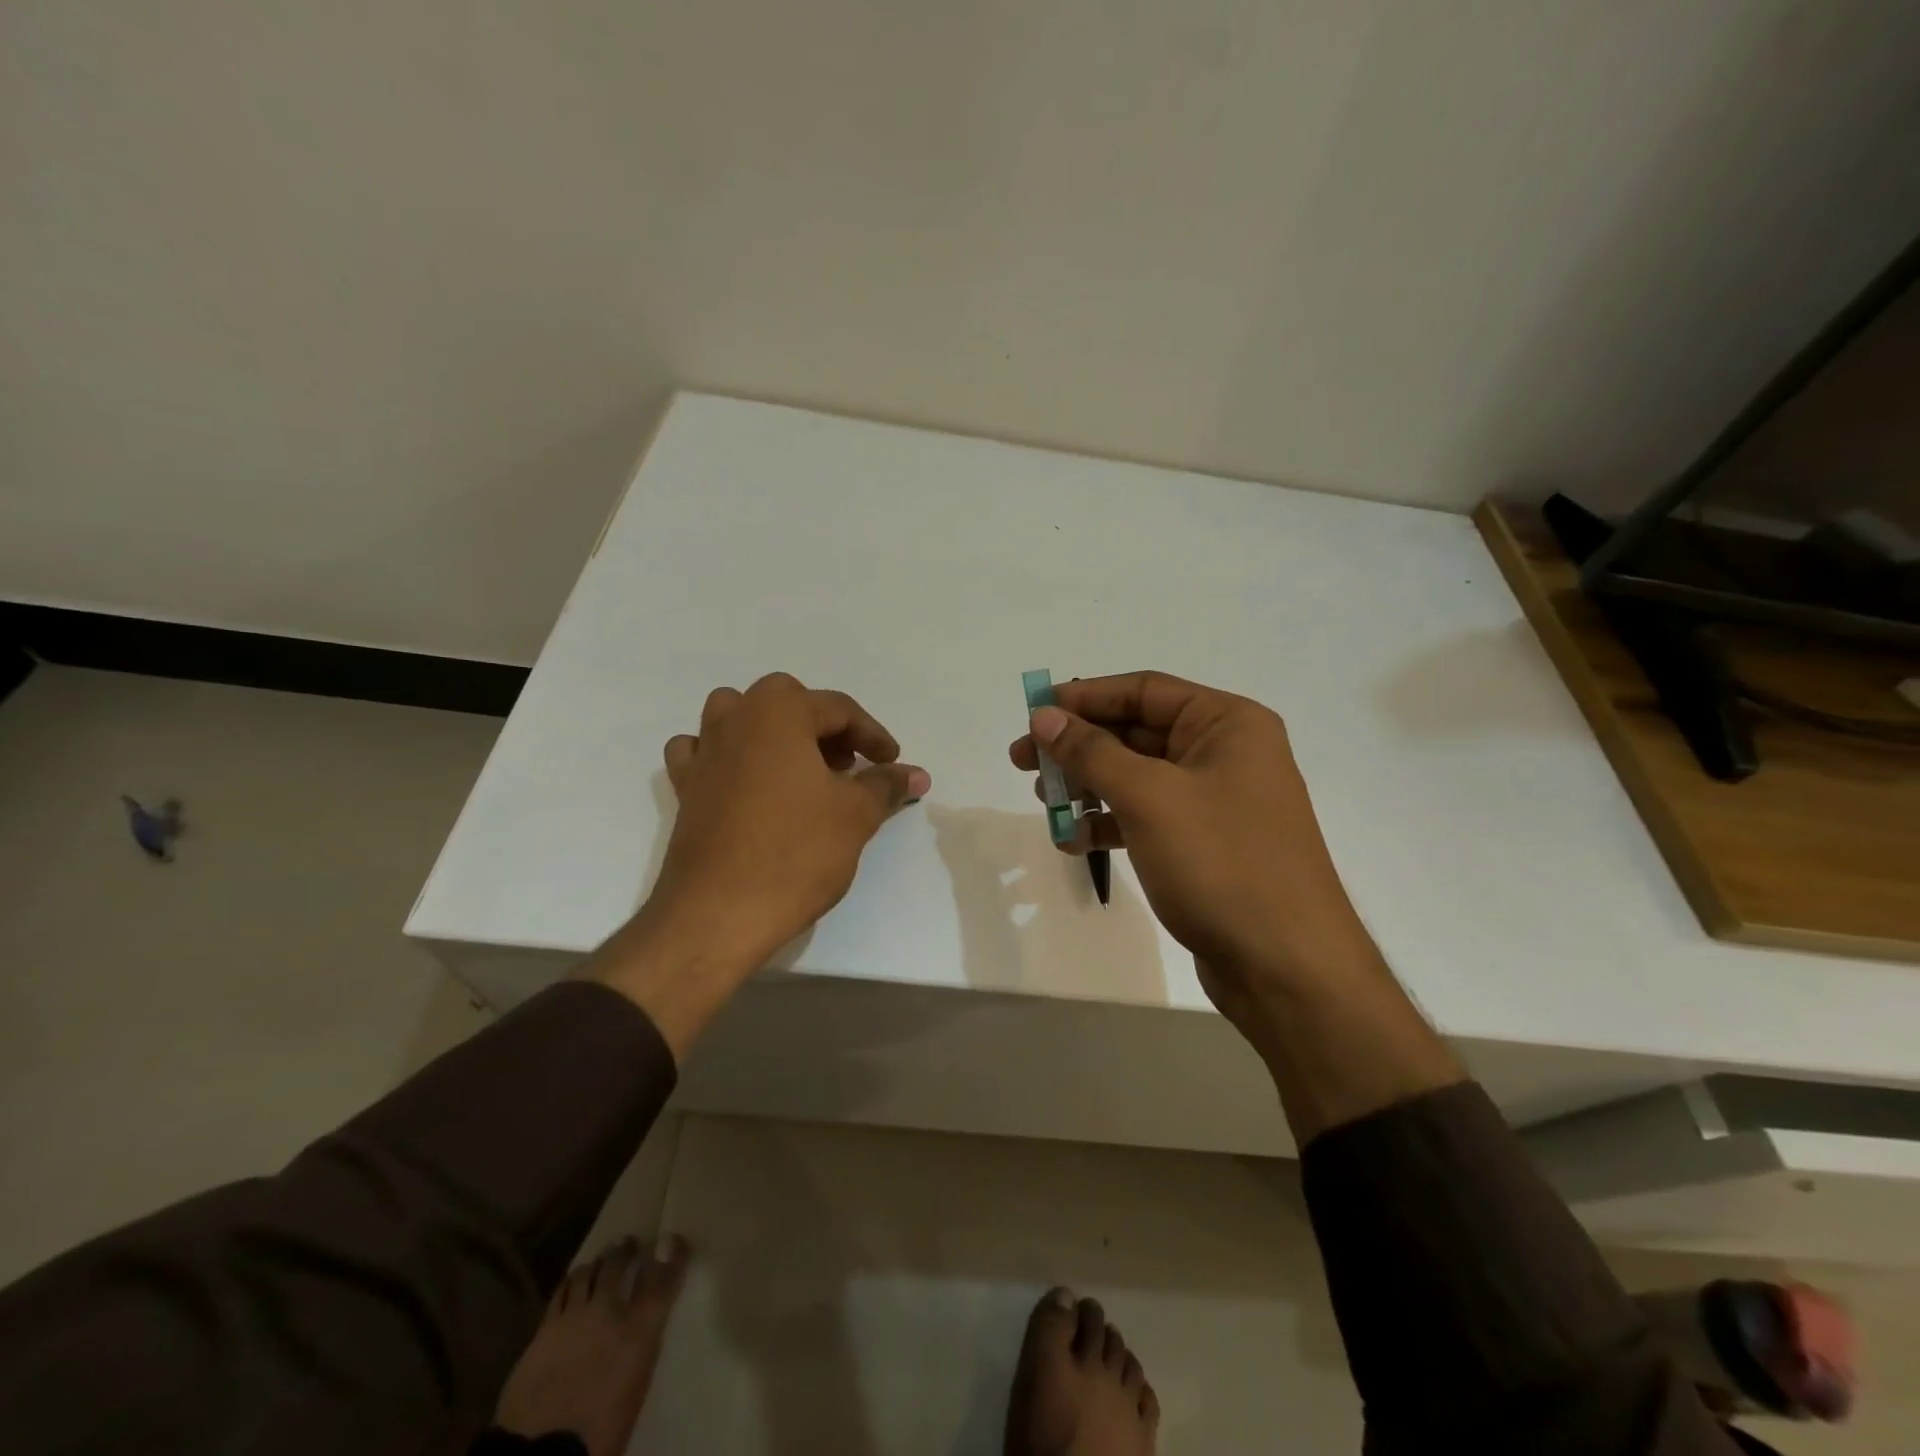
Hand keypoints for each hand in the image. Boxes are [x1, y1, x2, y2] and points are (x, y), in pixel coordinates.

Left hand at [652, 672, 928, 964]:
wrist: (718, 912)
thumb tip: (916, 774)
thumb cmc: (796, 852)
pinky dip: (727, 756)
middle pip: (787, 702)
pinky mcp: (685, 786)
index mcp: (778, 711)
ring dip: (773, 732)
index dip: (872, 736)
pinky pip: (704, 751)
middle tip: (848, 766)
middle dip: (823, 728)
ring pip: (739, 716)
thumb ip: (885, 785)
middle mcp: (735, 718)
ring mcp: (704, 751)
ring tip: (799, 769)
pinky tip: (744, 783)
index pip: (838, 709)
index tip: (892, 764)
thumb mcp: (856, 815)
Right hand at [1010, 671, 1377, 1036]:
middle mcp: (1225, 753)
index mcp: (1227, 724)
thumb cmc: (1221, 863)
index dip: (1084, 697)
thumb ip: (1091, 752)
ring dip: (1088, 787)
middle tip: (1022, 761)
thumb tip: (1044, 716)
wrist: (1286, 967)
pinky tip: (1075, 842)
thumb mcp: (1149, 798)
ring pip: (1137, 777)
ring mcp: (1216, 801)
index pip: (1143, 691)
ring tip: (1045, 803)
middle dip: (1078, 747)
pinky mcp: (1205, 844)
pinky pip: (1147, 817)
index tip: (1033, 712)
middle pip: (1136, 733)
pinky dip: (1109, 824)